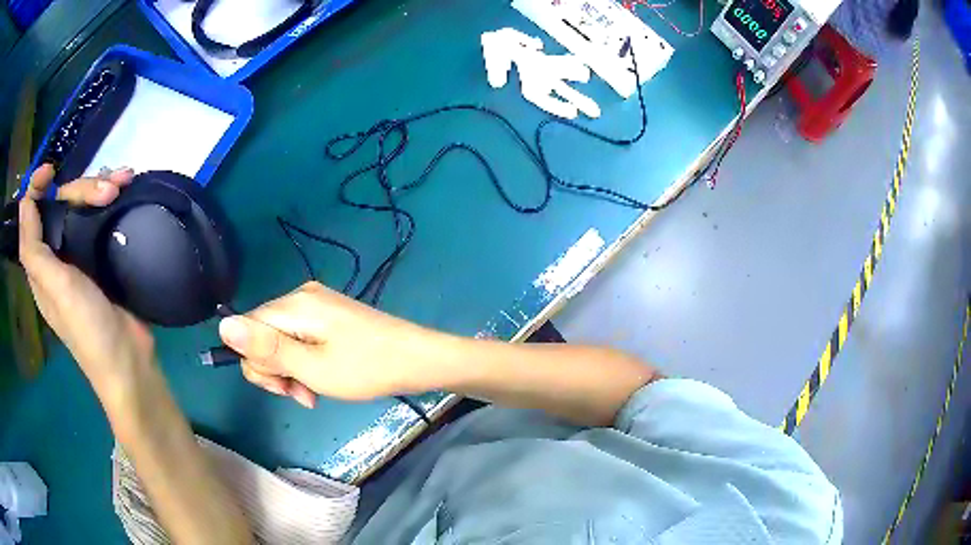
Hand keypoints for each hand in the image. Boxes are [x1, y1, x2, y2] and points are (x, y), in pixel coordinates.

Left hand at [19, 164, 154, 400]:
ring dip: (101, 187)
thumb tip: (25, 202)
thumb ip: (33, 251)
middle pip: (60, 202)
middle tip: (108, 191)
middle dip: (82, 188)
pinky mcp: (102, 255)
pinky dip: (112, 197)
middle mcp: (56, 253)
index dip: (36, 186)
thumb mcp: (55, 291)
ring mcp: (80, 254)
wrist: (129, 359)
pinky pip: (101, 215)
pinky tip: (126, 189)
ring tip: (126, 183)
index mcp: (41, 263)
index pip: (30, 213)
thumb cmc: (87, 328)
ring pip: (81, 204)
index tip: (52, 170)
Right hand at [219, 281, 455, 407]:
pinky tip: (319, 382)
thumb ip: (266, 348)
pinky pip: (299, 340)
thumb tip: (222, 325)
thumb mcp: (311, 367)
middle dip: (273, 369)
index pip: (246, 329)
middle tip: (300, 394)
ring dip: (289, 371)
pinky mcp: (329, 317)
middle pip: (261, 334)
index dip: (256, 363)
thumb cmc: (366, 368)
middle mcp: (300, 296)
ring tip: (312, 393)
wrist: (417, 360)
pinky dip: (303, 364)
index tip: (282, 388)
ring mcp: (317, 305)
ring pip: (280, 340)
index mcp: (293, 304)